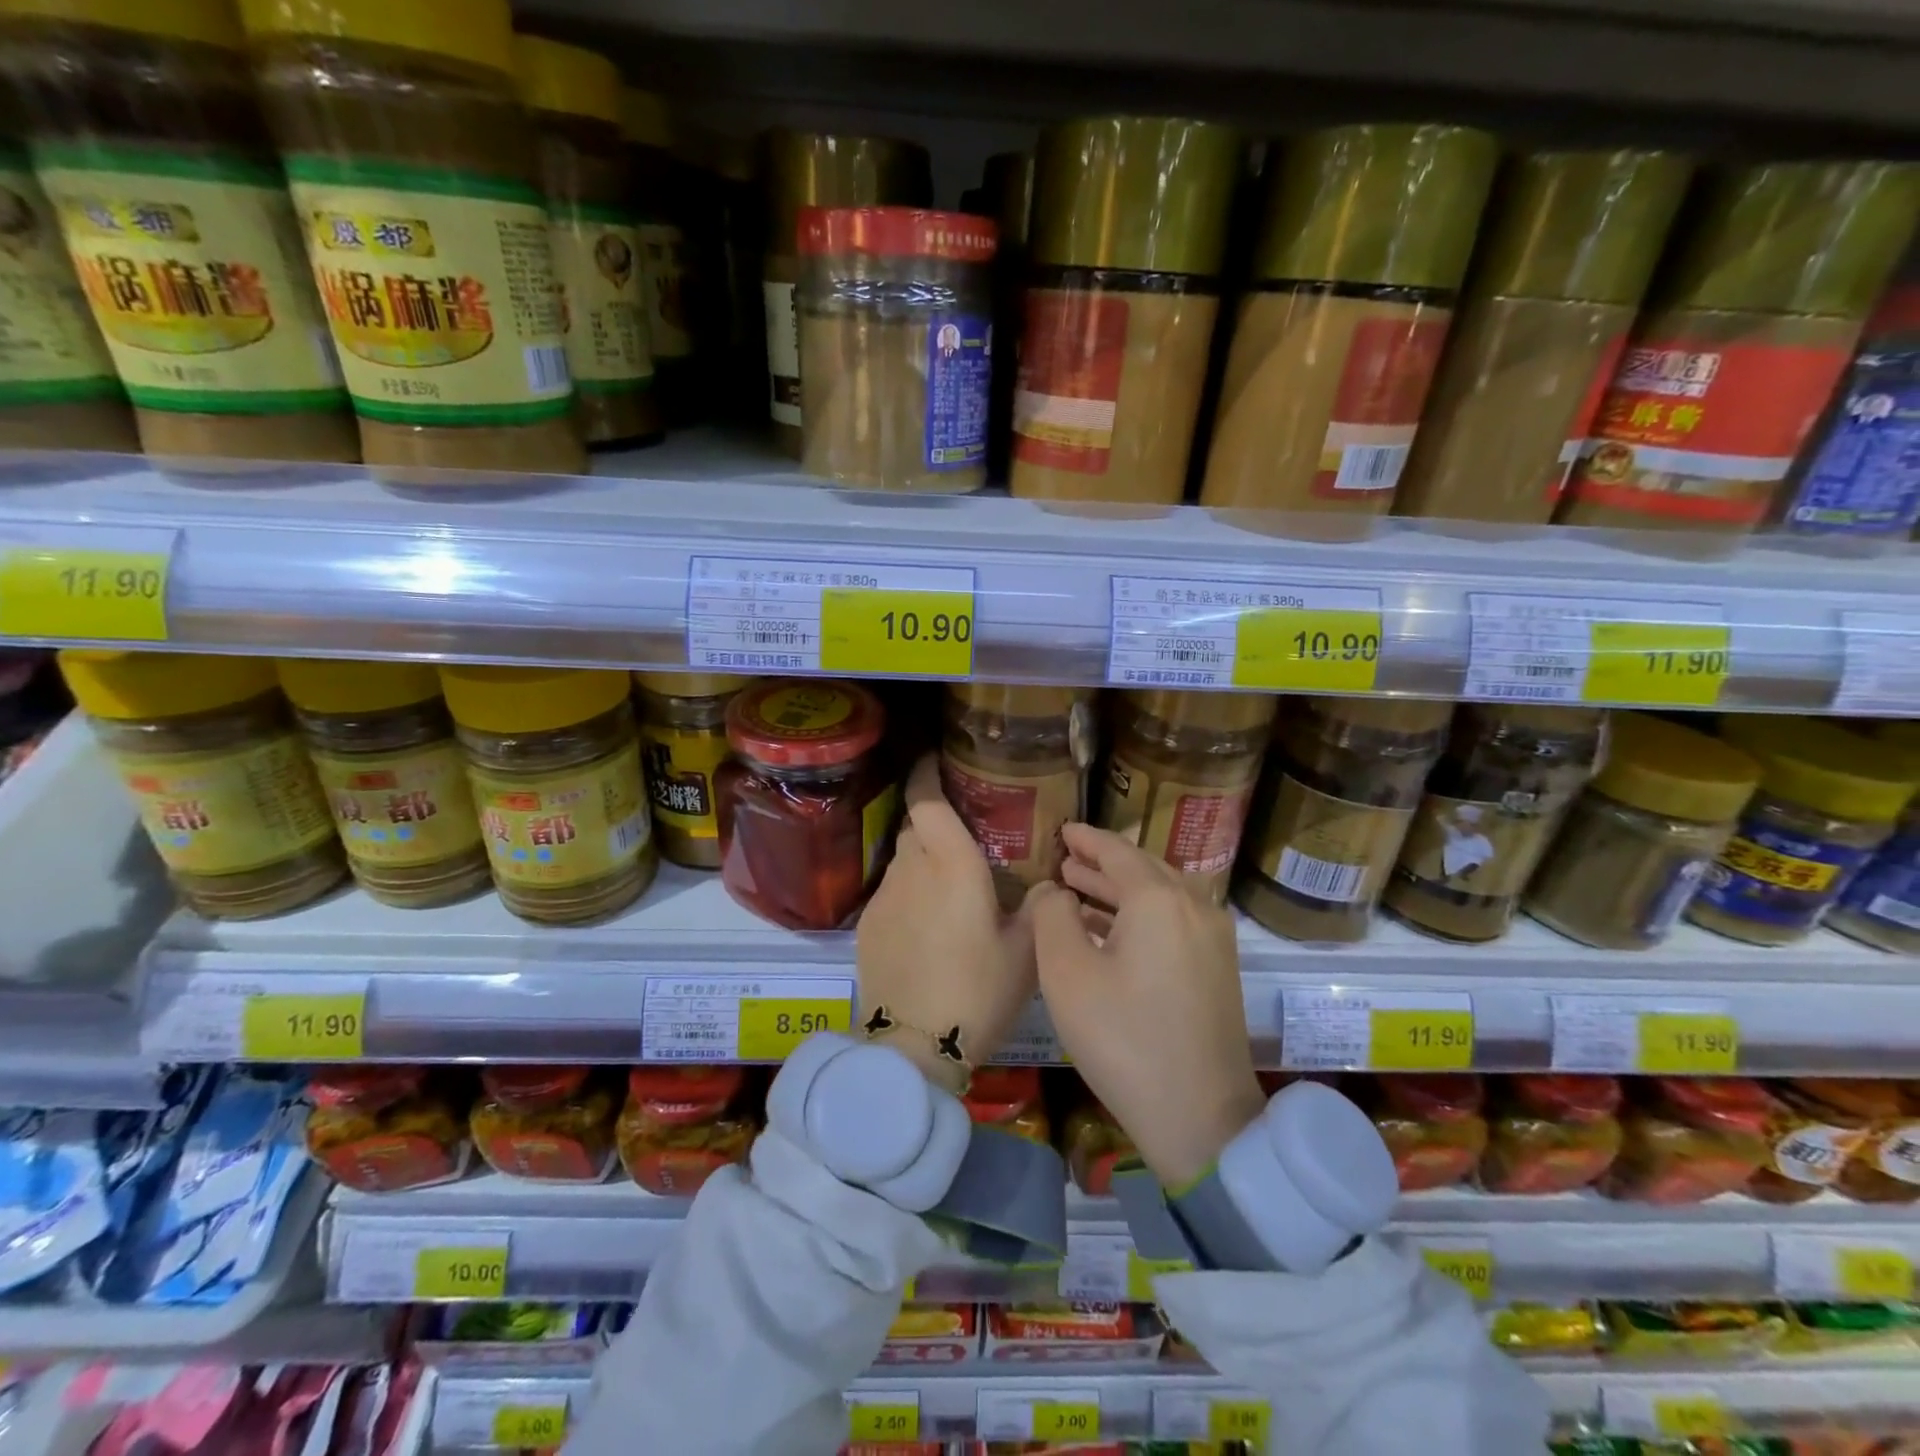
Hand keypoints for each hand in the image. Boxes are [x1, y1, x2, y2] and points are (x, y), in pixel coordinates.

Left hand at [856, 754, 1038, 1094]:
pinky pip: (891, 892)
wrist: (914, 1044)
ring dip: (922, 861)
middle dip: (934, 823)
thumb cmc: (978, 991)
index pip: (928, 801)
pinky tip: (927, 925)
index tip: (936, 761)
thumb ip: (1038, 909)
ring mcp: (883, 898)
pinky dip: (909, 893)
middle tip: (963, 838)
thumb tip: (1043, 886)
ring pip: (902, 860)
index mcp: (952, 865)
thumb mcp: (1025, 953)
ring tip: (949, 888)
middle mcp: (912, 870)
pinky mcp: (867, 926)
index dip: (928, 775)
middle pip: (915, 827)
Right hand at [1031, 823, 1265, 1188]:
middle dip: (1102, 863)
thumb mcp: (1066, 974)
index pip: (1117, 851)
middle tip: (1066, 859)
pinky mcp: (1218, 968)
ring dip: (1119, 889)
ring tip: (1078, 887)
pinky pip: (1174, 921)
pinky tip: (1110, 930)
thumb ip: (1052, 916)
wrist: (1202, 1117)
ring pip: (1161, 895)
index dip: (1087, 839)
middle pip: (1143, 869)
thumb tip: (1054, 891)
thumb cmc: (1123, 1039)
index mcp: (1159, 899)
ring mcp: (1213, 938)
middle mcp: (1194, 906)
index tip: (1063, 829)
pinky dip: (1140, 915)